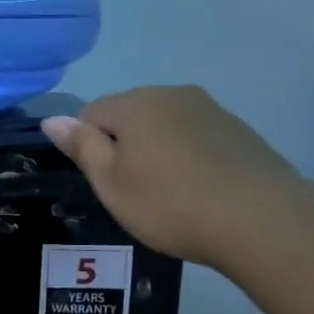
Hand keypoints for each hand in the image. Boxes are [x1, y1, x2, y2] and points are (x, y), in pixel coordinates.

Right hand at [42, 86, 302, 270]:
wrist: (261, 219)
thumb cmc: (170, 203)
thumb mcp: (111, 183)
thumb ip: (81, 146)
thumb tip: (52, 119)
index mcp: (136, 103)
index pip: (91, 112)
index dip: (89, 147)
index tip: (106, 182)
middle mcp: (172, 94)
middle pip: (130, 114)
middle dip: (124, 145)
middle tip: (134, 191)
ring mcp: (211, 109)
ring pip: (165, 125)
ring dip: (157, 150)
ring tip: (170, 194)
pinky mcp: (239, 130)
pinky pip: (196, 136)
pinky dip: (189, 156)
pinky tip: (200, 190)